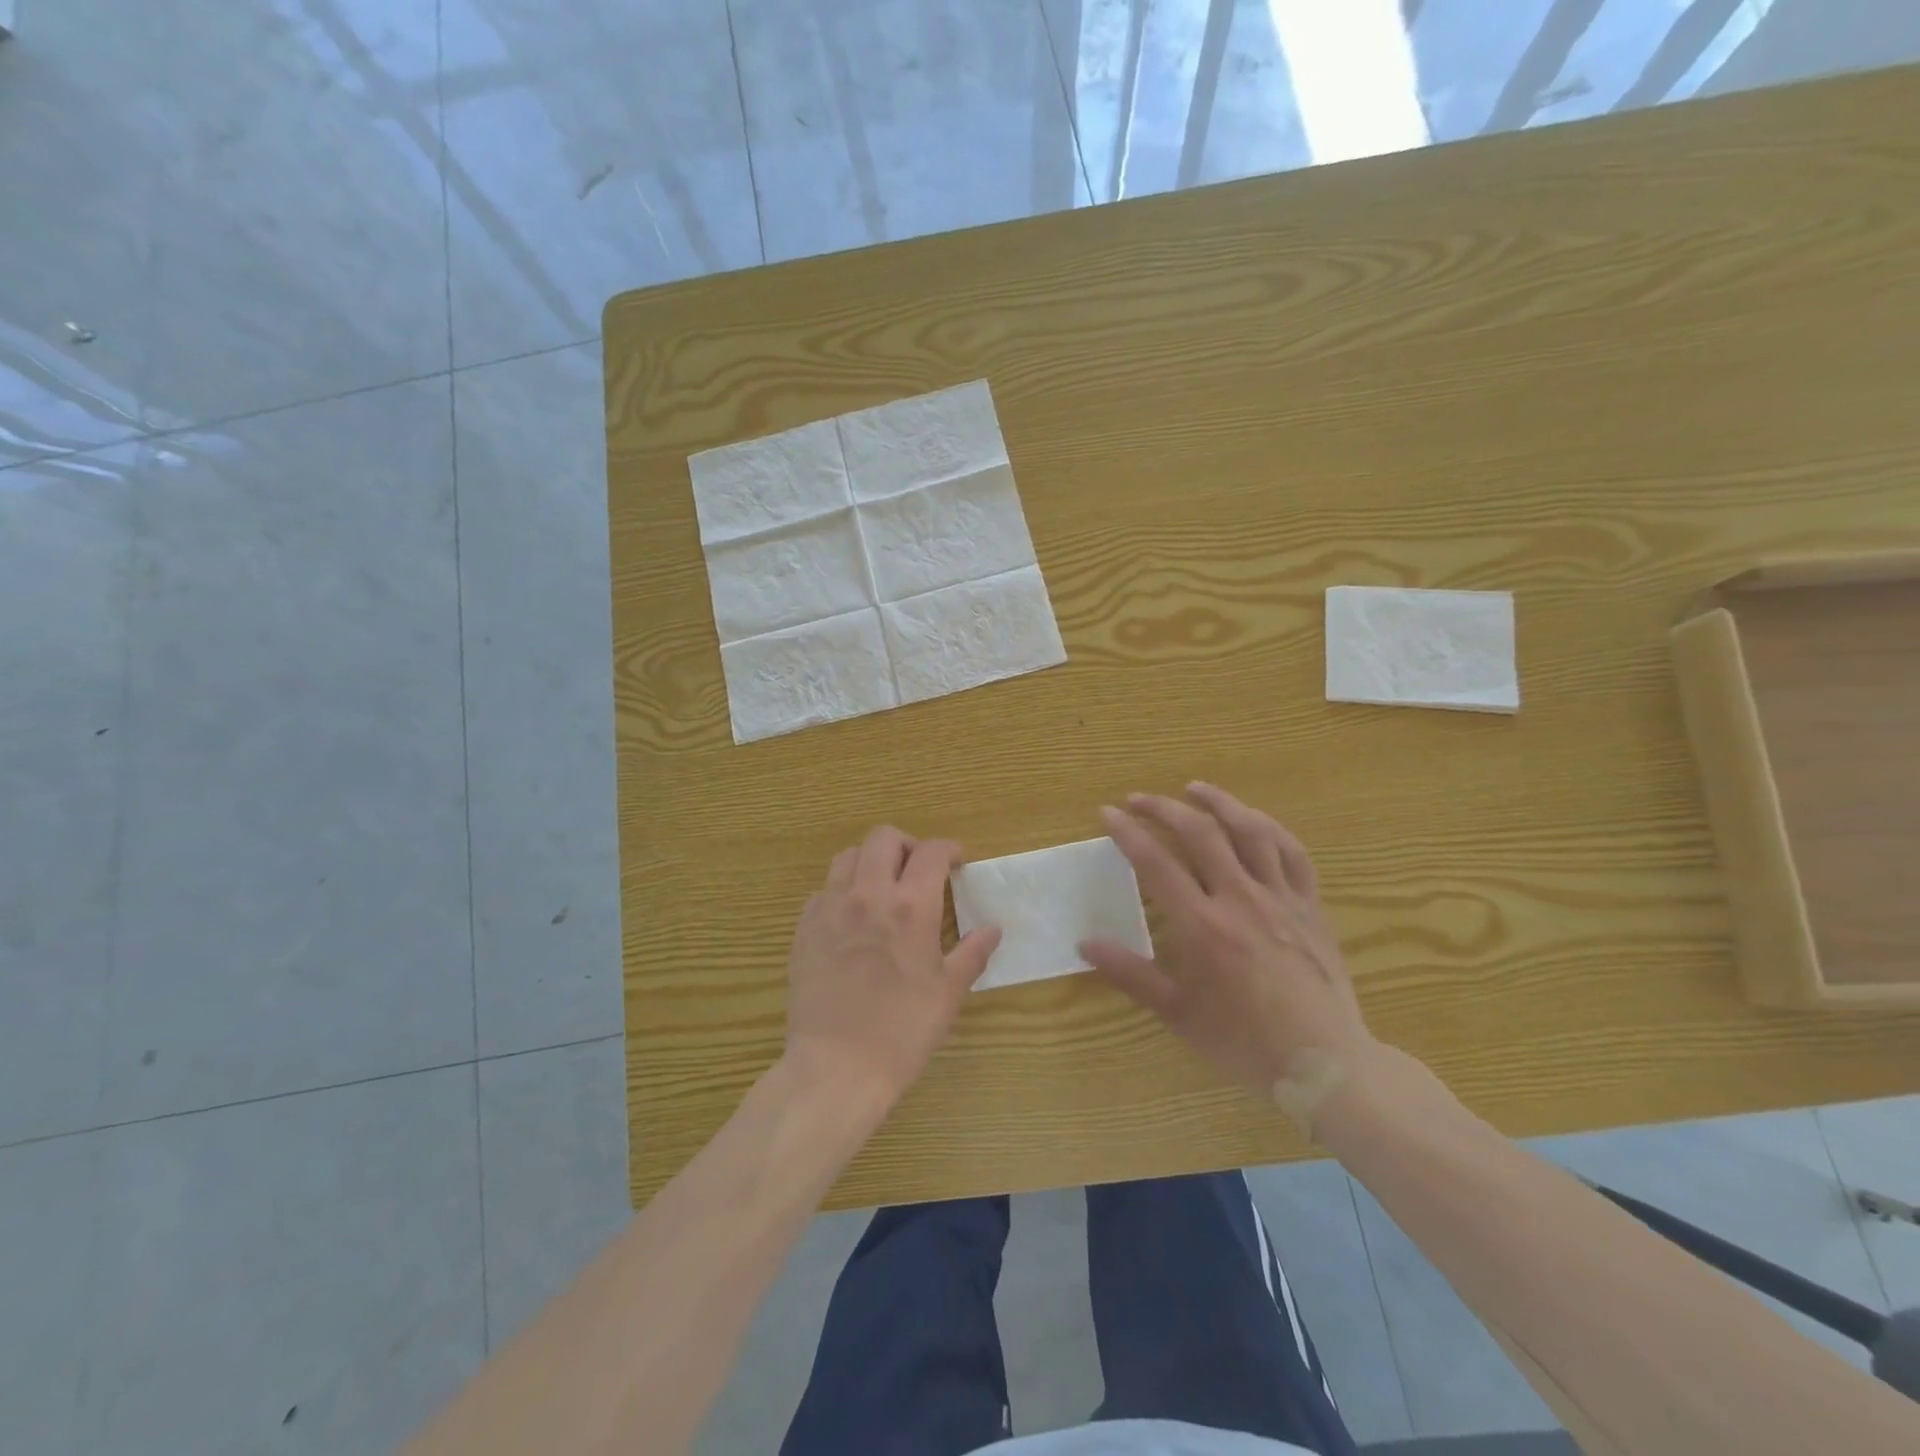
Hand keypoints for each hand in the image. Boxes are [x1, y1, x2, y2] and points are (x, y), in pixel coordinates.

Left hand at [783, 826, 1001, 1107]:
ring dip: (870, 861)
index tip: (956, 862)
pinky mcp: (804, 927)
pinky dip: (842, 890)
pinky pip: (823, 889)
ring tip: (882, 887)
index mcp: (911, 907)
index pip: (931, 852)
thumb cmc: (902, 1031)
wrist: (836, 1067)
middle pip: (883, 838)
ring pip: (848, 856)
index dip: (948, 850)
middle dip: (907, 845)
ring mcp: (830, 907)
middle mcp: (868, 894)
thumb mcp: (947, 994)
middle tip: (918, 870)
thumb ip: (972, 954)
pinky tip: (851, 918)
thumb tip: (993, 929)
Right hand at [1081, 783, 1379, 1135]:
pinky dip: (1269, 827)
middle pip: (1200, 833)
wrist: (1324, 1065)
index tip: (1108, 813)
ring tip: (1194, 789)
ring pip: (1250, 831)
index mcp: (1203, 926)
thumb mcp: (1178, 1013)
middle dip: (1164, 808)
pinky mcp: (1311, 905)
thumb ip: (1130, 973)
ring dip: (1219, 803)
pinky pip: (1292, 852)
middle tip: (1139, 798)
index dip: (1128, 832)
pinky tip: (1253, 820)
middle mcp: (1241, 899)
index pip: (1156, 863)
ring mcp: (1281, 898)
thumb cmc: (1243, 1042)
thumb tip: (1085, 943)